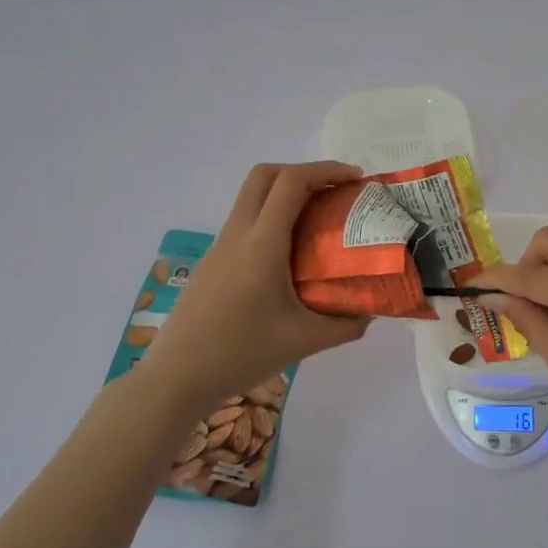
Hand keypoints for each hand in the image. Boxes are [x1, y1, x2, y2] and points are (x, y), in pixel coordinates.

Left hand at [140, 162, 370, 407]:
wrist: (177, 377)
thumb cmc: (241, 355)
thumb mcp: (303, 342)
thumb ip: (344, 325)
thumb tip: (370, 311)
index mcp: (261, 246)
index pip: (291, 184)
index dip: (325, 171)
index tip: (355, 180)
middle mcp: (237, 235)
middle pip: (265, 175)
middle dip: (303, 172)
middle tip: (335, 191)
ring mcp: (219, 246)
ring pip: (251, 197)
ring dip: (285, 194)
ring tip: (318, 220)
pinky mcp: (212, 261)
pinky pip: (244, 222)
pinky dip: (271, 217)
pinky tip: (290, 253)